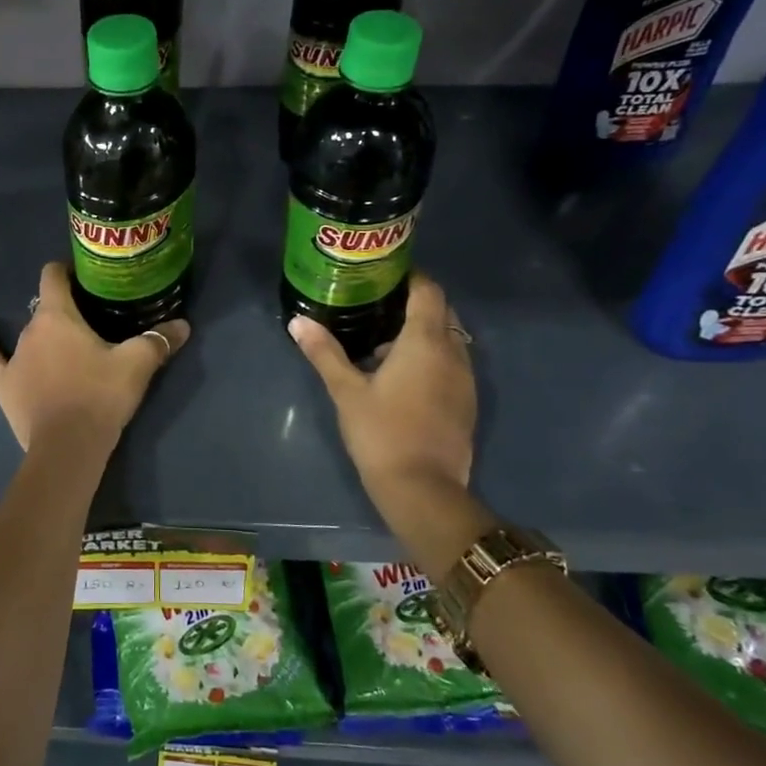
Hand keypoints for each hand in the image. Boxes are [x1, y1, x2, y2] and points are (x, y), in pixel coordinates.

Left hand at [0, 262, 189, 454]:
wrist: (68, 447)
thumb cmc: (100, 396)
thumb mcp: (136, 365)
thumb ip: (158, 341)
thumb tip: (184, 325)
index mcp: (57, 316)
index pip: (54, 276)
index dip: (67, 269)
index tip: (85, 274)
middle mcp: (31, 329)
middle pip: (47, 307)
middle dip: (67, 308)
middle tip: (93, 317)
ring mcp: (13, 356)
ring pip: (30, 333)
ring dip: (45, 332)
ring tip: (66, 338)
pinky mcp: (3, 382)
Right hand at [288, 273, 476, 502]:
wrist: (422, 489)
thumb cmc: (382, 432)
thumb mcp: (346, 391)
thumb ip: (324, 353)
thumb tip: (298, 322)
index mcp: (425, 341)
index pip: (428, 291)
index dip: (410, 277)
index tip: (382, 276)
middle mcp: (453, 353)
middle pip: (441, 312)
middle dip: (413, 305)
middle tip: (375, 308)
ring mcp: (465, 380)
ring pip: (447, 340)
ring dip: (421, 336)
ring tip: (381, 345)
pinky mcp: (466, 403)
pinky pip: (450, 365)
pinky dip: (430, 359)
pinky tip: (399, 379)